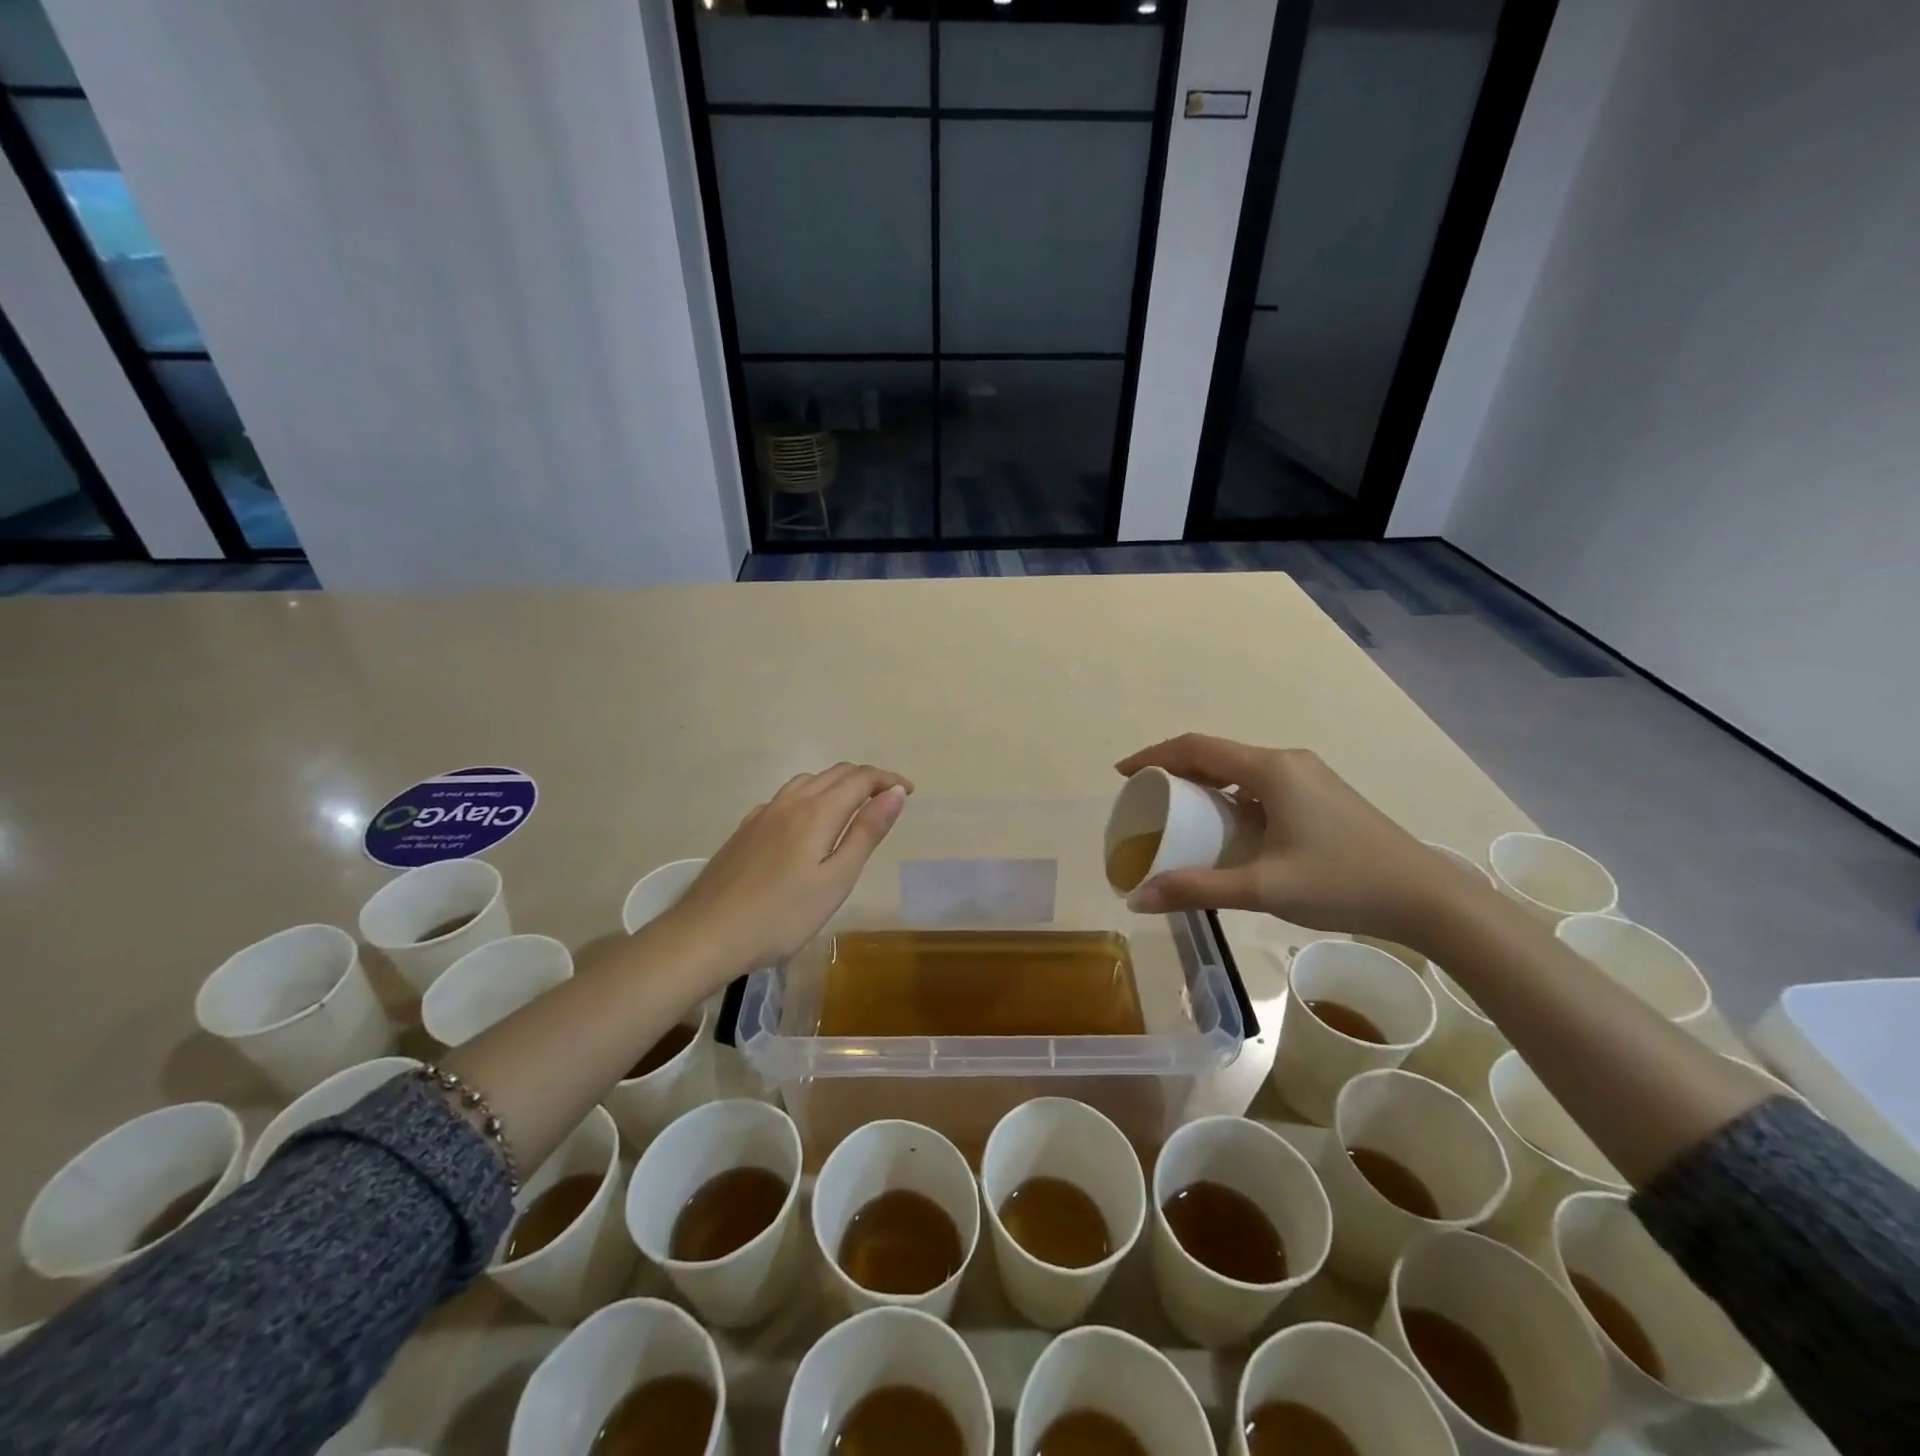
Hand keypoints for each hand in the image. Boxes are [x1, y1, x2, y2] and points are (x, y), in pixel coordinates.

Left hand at [655, 763, 912, 979]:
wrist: (706, 935)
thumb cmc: (781, 915)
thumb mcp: (836, 880)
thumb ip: (866, 833)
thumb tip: (895, 793)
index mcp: (817, 812)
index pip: (861, 778)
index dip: (888, 779)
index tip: (909, 791)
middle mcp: (790, 802)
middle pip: (835, 773)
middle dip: (867, 778)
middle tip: (889, 799)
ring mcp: (763, 814)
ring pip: (808, 781)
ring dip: (838, 784)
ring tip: (854, 807)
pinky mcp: (746, 830)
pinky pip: (786, 798)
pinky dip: (811, 796)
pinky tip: (807, 823)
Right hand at [1115, 734, 1487, 945]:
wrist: (1428, 898)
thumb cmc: (1343, 884)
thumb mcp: (1263, 888)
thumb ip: (1197, 889)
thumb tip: (1137, 899)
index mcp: (1270, 770)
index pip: (1196, 747)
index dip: (1154, 756)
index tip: (1123, 775)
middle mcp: (1288, 762)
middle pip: (1217, 754)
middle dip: (1176, 771)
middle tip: (1146, 798)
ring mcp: (1309, 777)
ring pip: (1240, 770)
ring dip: (1205, 784)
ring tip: (1179, 812)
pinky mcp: (1322, 795)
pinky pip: (1261, 784)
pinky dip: (1231, 796)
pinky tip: (1228, 827)